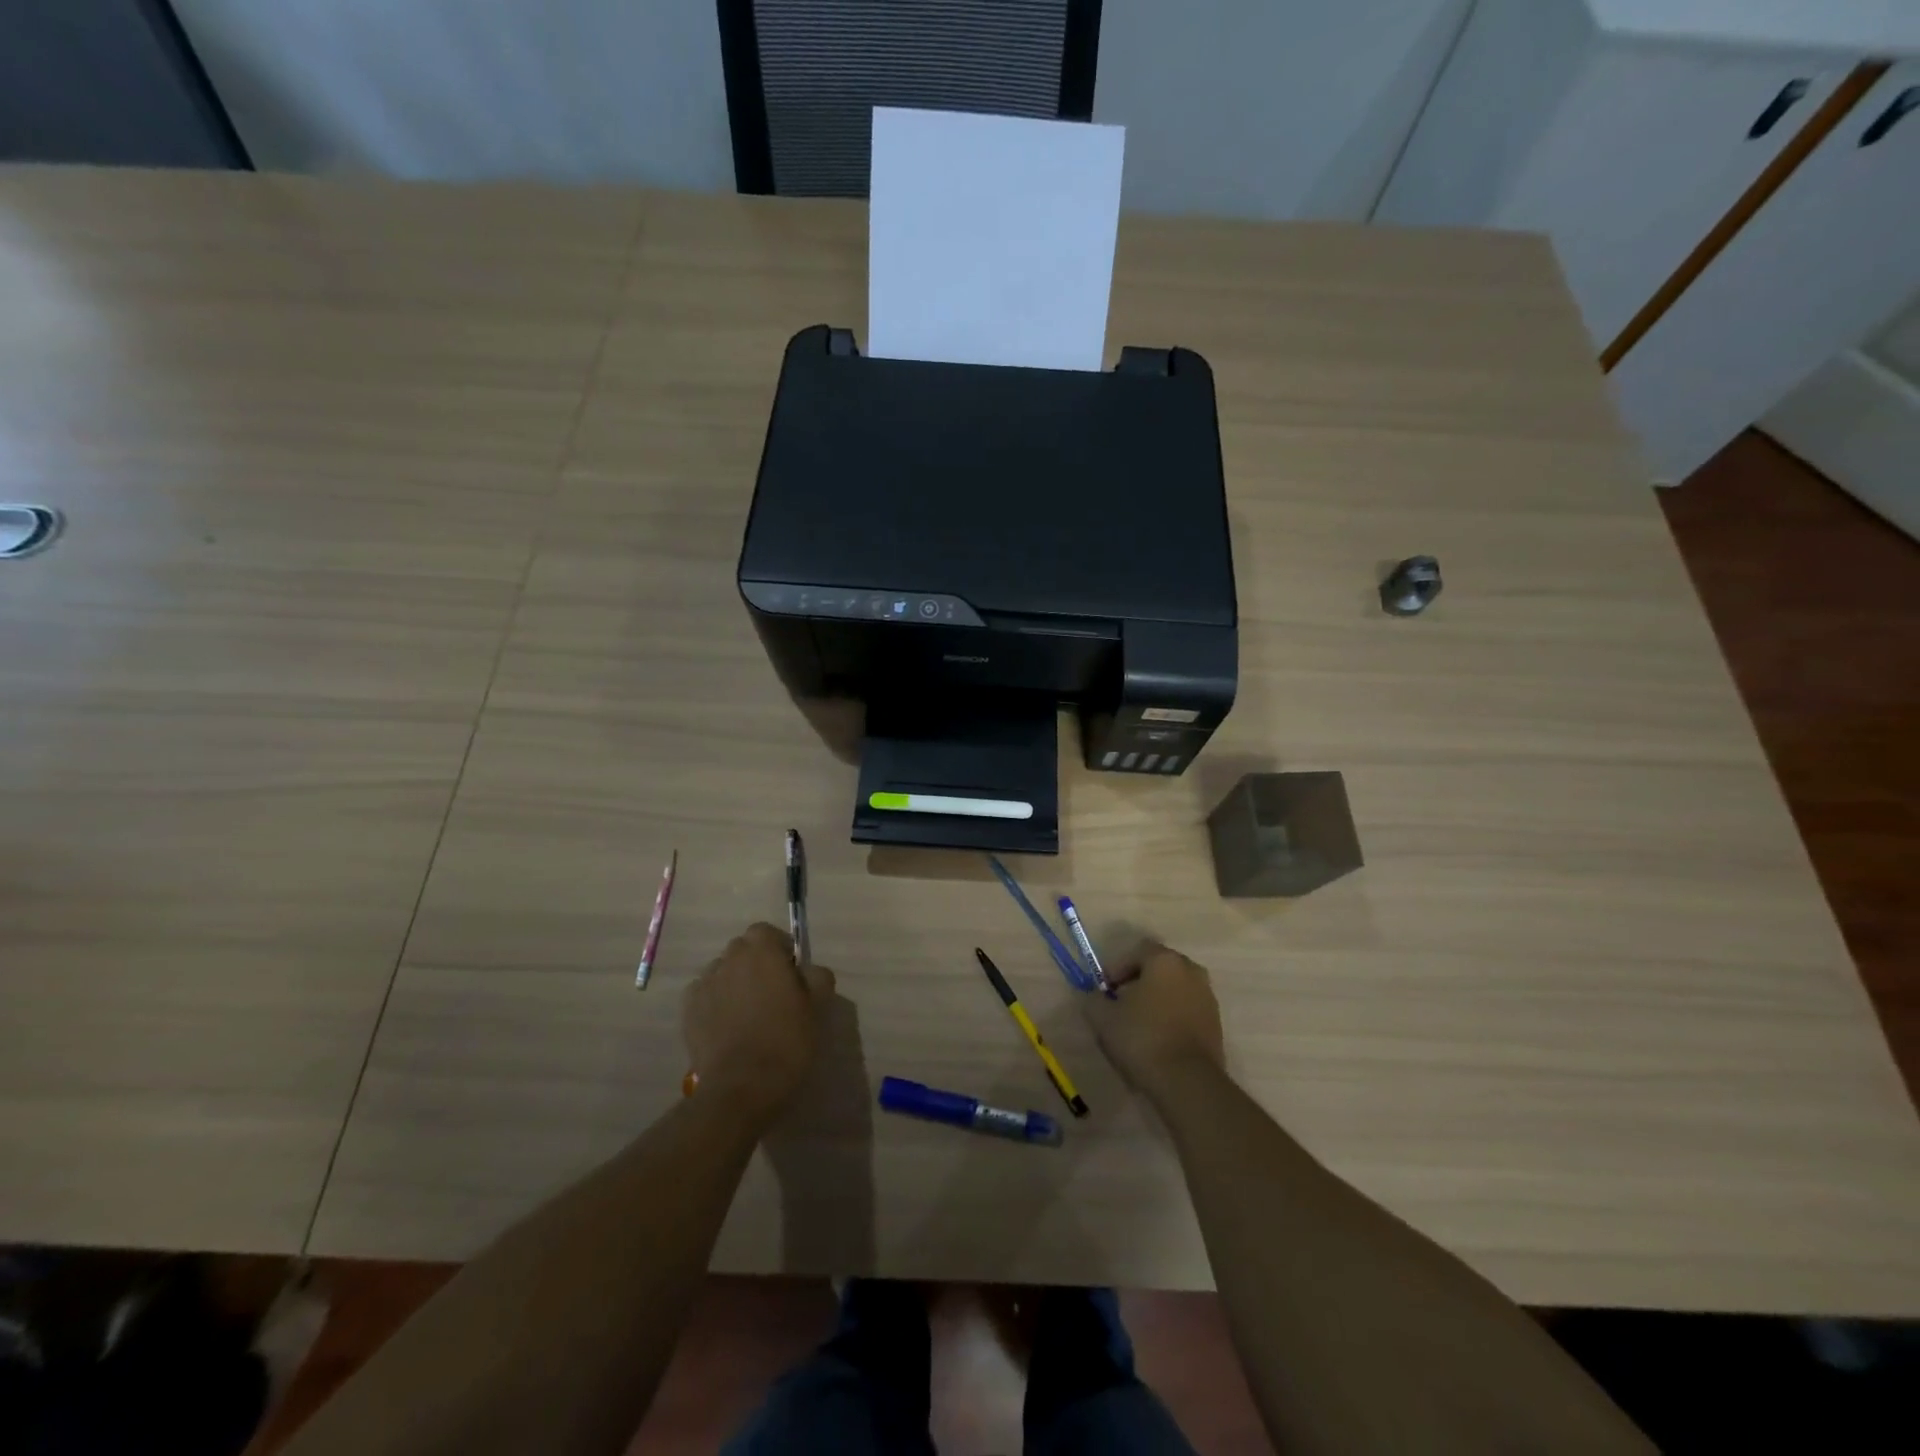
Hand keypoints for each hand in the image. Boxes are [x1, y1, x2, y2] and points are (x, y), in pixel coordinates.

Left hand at [683, 923, 835, 1122]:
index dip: (778, 948)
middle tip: (771, 992)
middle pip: (742, 949)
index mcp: (762, 951)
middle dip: (755, 963)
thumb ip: (818, 977)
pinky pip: (704, 994)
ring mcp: (705, 984)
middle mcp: (729, 959)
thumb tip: (809, 970)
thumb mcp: (818, 1007)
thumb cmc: (786, 1040)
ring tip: (747, 1012)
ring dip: (734, 981)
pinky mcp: (688, 1010)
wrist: (741, 1085)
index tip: (790, 971)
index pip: (765, 932)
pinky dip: (715, 1002)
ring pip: (722, 971)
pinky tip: (726, 1025)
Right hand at [1083, 942, 1223, 1099]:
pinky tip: (1158, 1040)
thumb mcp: (1103, 1018)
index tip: (1105, 990)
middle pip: (1159, 968)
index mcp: (1165, 961)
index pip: (1138, 950)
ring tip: (1139, 1025)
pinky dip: (1172, 1018)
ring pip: (1175, 990)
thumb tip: (1095, 996)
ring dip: (1157, 1000)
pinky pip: (1187, 1010)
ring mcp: (1207, 997)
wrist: (1188, 1081)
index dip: (1117, 968)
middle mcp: (1191, 971)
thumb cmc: (1142, 1038)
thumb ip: (1094, 999)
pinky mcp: (1216, 1023)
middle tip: (1120, 1004)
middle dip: (1138, 982)